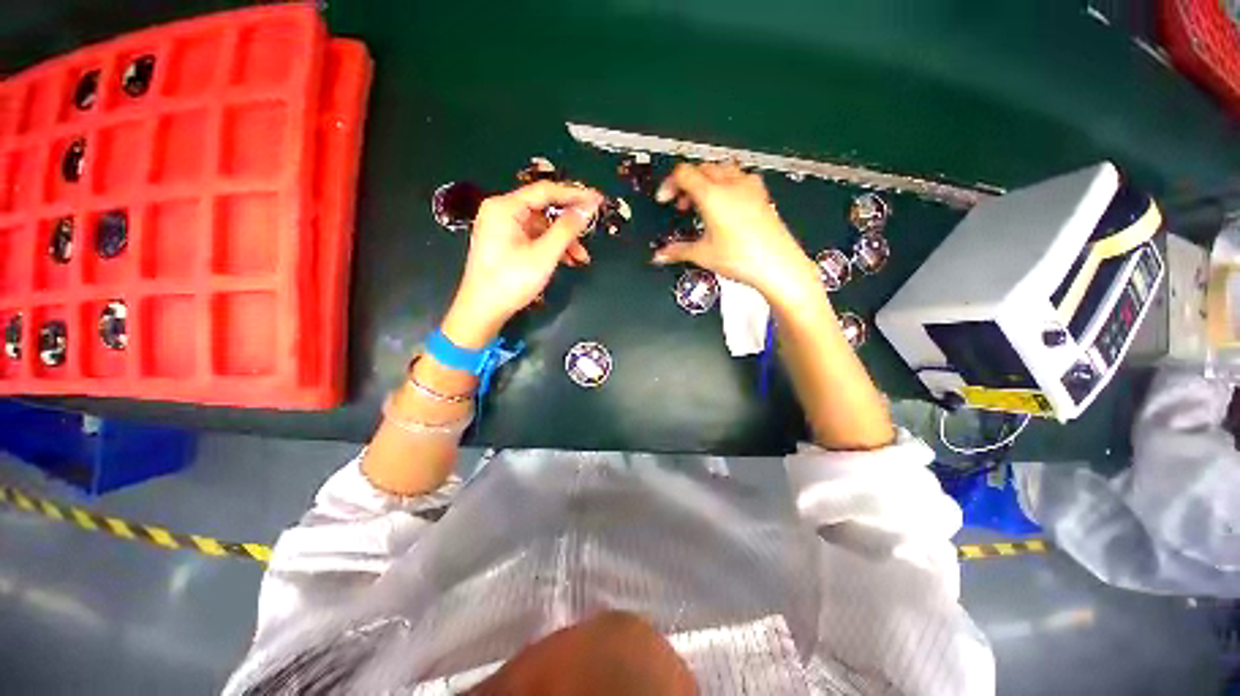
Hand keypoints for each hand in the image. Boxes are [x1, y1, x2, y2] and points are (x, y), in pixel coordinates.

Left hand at [442, 182, 602, 347]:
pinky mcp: (505, 243)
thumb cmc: (511, 281)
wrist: (482, 311)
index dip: (575, 194)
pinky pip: (534, 238)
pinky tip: (567, 261)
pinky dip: (551, 247)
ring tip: (581, 258)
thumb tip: (587, 208)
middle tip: (591, 232)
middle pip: (544, 209)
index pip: (546, 191)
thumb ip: (567, 229)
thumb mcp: (544, 255)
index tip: (598, 200)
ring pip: (541, 226)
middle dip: (569, 224)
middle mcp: (501, 211)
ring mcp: (502, 228)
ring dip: (563, 240)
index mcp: (505, 207)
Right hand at [652, 162, 819, 304]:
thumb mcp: (703, 255)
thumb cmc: (744, 258)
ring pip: (721, 169)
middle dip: (687, 183)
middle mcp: (731, 185)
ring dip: (707, 181)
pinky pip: (740, 178)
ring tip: (702, 203)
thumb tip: (661, 255)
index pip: (684, 174)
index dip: (670, 184)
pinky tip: (726, 204)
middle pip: (702, 168)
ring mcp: (749, 188)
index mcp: (712, 195)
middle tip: (681, 204)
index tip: (665, 199)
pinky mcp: (761, 195)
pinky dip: (726, 185)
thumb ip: (678, 251)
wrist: (777, 264)